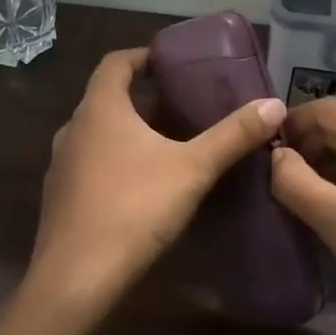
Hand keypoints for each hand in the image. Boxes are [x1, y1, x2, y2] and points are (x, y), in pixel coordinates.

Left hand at [27, 47, 286, 309]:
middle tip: (184, 105)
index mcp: (100, 109)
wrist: (76, 278)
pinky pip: (91, 164)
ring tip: (169, 144)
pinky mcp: (60, 198)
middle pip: (108, 98)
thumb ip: (232, 135)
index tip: (171, 62)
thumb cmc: (134, 209)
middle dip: (145, 98)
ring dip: (130, 132)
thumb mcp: (193, 169)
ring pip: (99, 134)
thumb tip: (274, 104)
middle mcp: (74, 129)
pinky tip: (143, 186)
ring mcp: (61, 165)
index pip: (116, 62)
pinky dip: (116, 161)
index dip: (143, 56)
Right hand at [270, 99, 335, 334]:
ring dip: (329, 159)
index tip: (262, 145)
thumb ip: (295, 181)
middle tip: (276, 171)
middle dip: (309, 142)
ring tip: (297, 187)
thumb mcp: (335, 221)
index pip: (329, 108)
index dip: (293, 122)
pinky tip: (331, 198)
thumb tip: (275, 155)